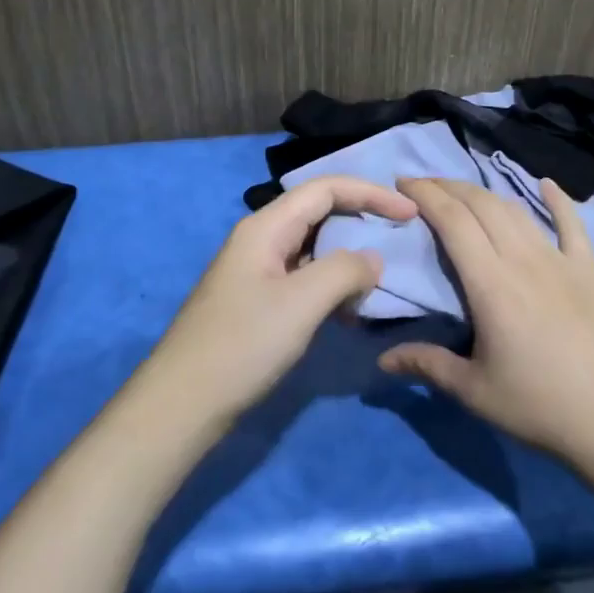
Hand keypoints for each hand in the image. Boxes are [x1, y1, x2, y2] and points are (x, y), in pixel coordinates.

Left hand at [139, 175, 417, 431]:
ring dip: (347, 261)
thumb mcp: (302, 303)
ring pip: (313, 249)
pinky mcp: (257, 302)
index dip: (370, 193)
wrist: (183, 403)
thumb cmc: (243, 345)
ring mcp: (256, 272)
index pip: (325, 189)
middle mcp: (260, 240)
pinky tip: (347, 314)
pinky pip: (303, 279)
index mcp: (265, 227)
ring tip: (376, 285)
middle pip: (319, 213)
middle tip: (399, 241)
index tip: (410, 213)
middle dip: (361, 222)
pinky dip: (331, 288)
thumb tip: (372, 259)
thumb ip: (345, 271)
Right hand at [378, 177, 593, 474]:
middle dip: (448, 187)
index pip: (452, 221)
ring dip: (486, 193)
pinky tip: (546, 184)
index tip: (402, 183)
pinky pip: (573, 226)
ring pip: (518, 211)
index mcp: (491, 284)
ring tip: (462, 192)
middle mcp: (524, 260)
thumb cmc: (540, 407)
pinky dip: (558, 200)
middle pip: (482, 205)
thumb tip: (382, 360)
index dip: (426, 195)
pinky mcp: (590, 273)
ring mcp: (561, 262)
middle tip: (422, 186)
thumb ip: (427, 365)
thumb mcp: (474, 391)